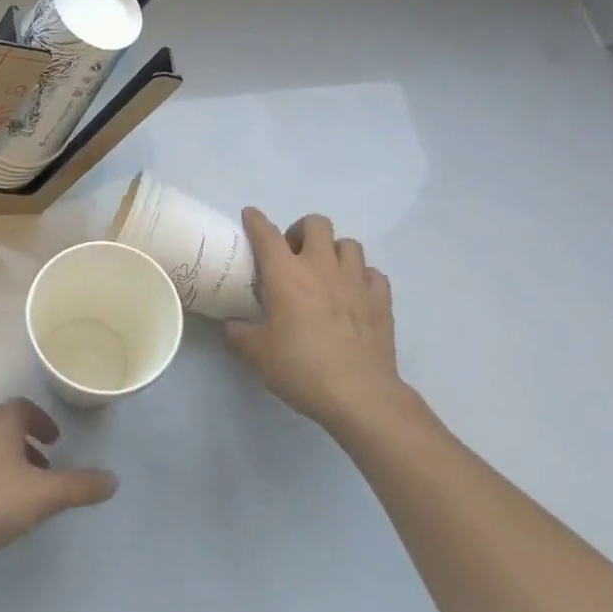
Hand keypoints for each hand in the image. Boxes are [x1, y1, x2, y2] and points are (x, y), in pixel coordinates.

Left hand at [0, 399, 117, 566]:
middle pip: (6, 426)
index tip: (56, 442)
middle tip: (46, 467)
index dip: (43, 422)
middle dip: (28, 443)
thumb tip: (113, 479)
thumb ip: (78, 486)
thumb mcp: (42, 496)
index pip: (25, 408)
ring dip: (9, 460)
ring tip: (25, 491)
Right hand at [224, 208, 413, 438]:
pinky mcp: (381, 299)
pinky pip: (372, 272)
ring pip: (348, 243)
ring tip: (324, 272)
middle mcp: (322, 268)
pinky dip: (360, 276)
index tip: (250, 216)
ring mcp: (356, 281)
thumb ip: (238, 333)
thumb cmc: (301, 369)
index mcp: (286, 276)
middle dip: (300, 231)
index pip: (267, 234)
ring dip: (333, 251)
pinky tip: (352, 293)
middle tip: (291, 255)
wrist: (360, 395)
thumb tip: (231, 324)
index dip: (255, 220)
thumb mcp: (256, 354)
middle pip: (316, 224)